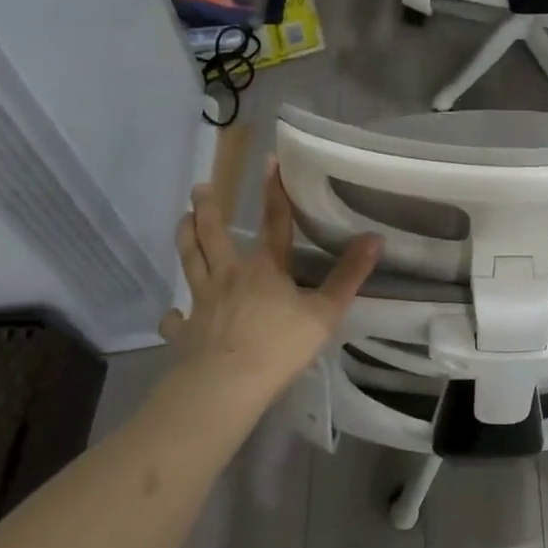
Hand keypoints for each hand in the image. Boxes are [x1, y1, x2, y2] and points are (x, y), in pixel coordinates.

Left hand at [159, 165, 381, 409]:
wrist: (225, 386)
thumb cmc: (279, 346)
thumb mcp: (325, 311)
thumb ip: (349, 275)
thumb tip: (375, 238)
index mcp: (265, 267)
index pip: (274, 220)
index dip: (274, 190)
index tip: (268, 160)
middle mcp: (229, 275)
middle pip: (214, 235)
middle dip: (207, 209)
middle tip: (199, 189)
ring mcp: (202, 302)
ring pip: (190, 263)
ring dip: (185, 240)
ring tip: (181, 221)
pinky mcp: (186, 332)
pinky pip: (176, 319)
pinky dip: (173, 314)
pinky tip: (172, 313)